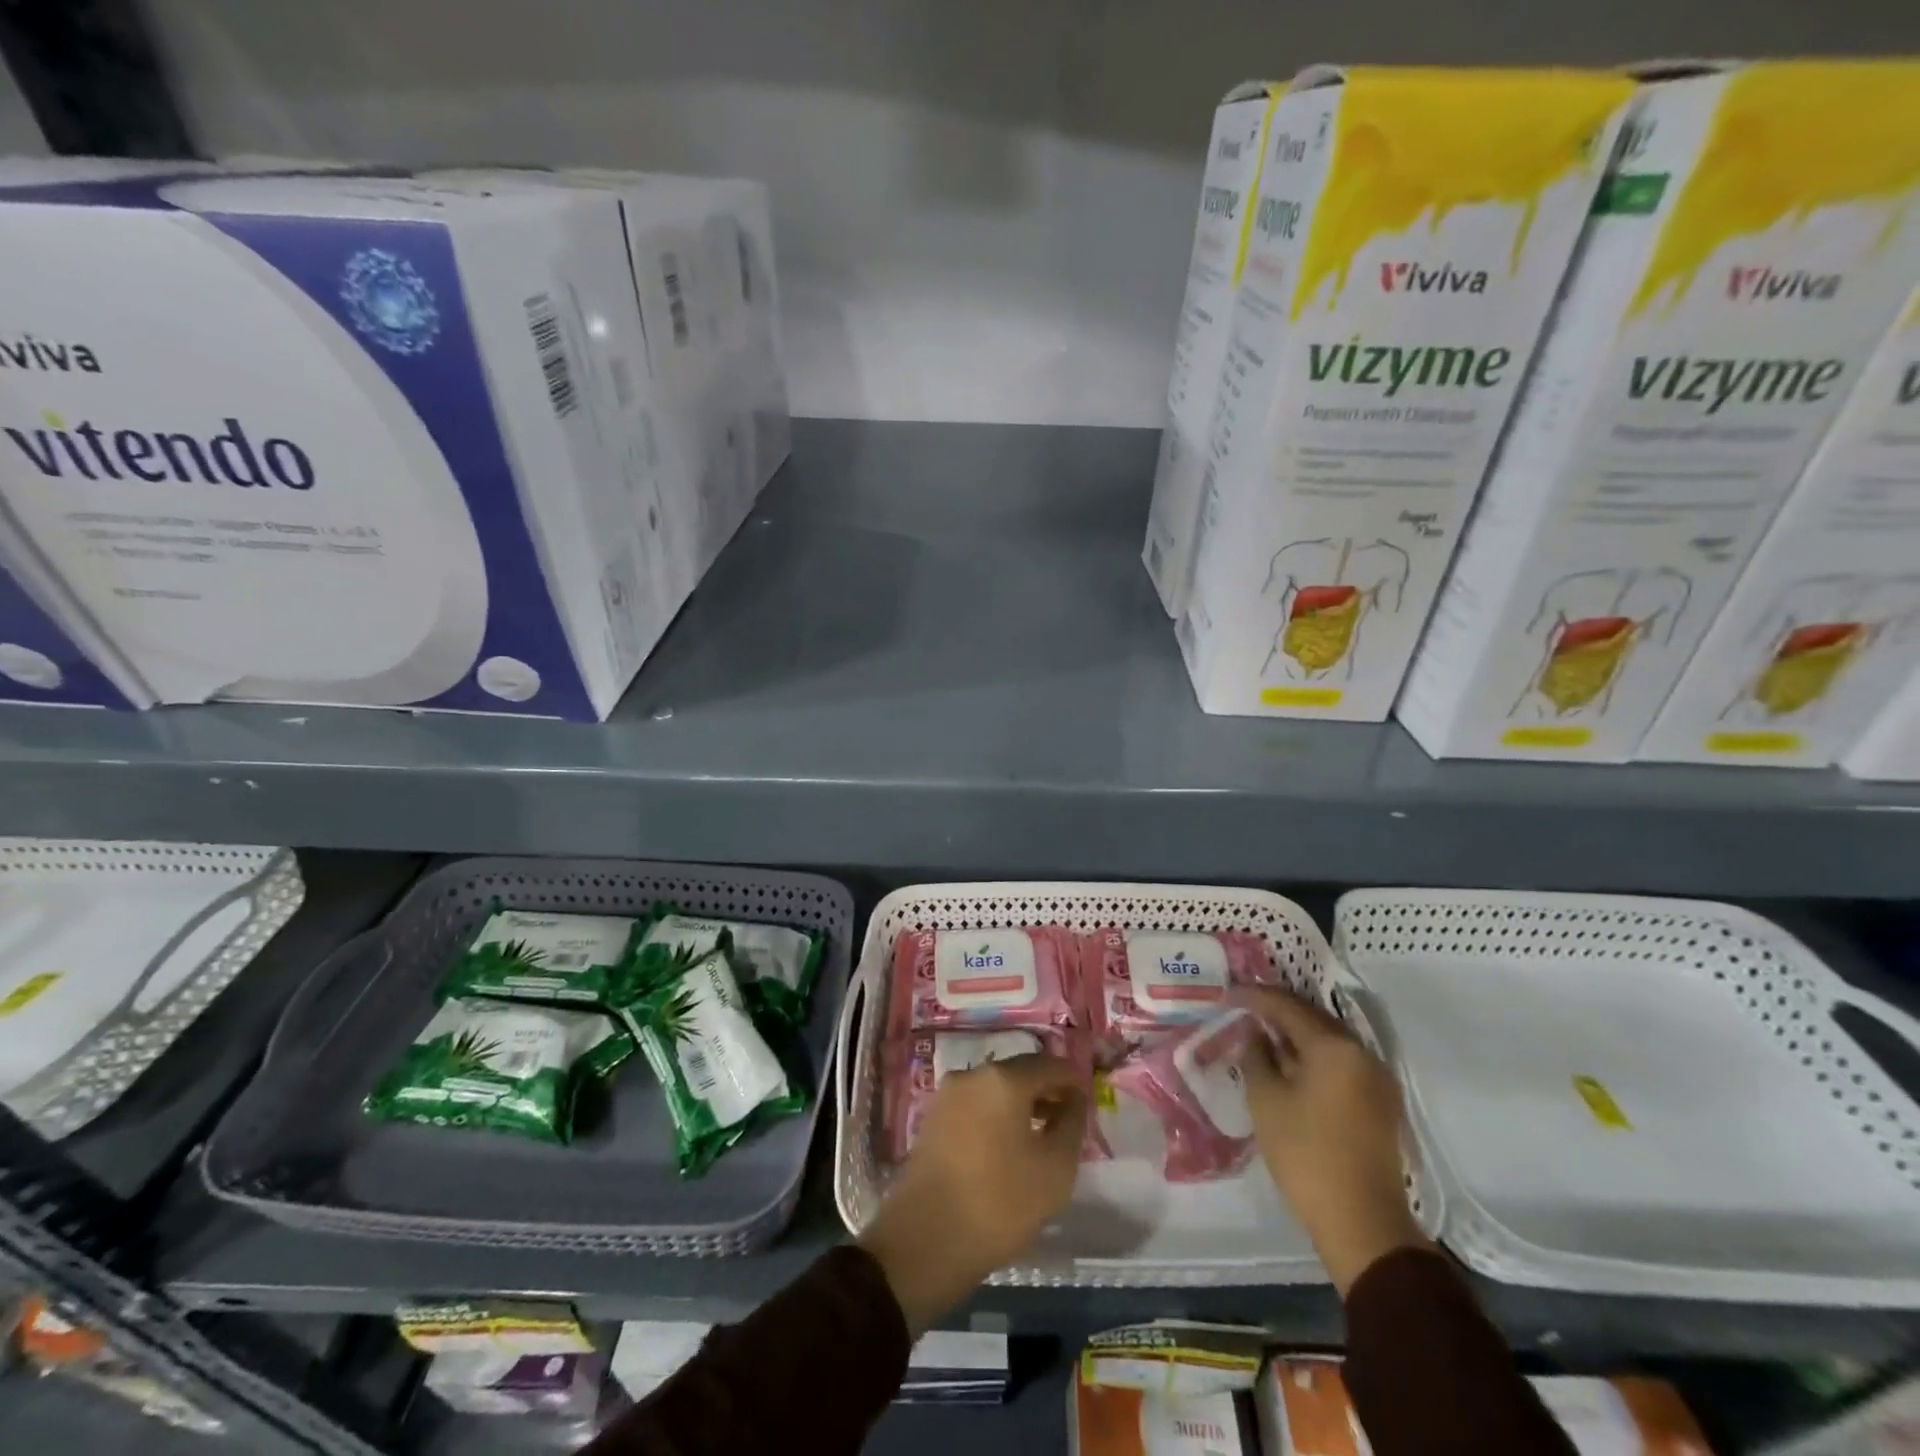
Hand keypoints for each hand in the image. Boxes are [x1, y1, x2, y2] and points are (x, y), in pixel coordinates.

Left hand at [858, 1053, 1085, 1332]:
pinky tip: (1008, 1147)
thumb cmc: (1000, 1202)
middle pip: (1020, 1072)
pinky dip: (996, 1116)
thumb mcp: (1055, 1169)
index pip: (1049, 1065)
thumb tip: (1072, 1100)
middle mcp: (972, 1074)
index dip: (1072, 1080)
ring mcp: (947, 1095)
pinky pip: (975, 1106)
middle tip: (1067, 1118)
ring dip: (1021, 1104)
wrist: (925, 1240)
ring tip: (1041, 1135)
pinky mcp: (933, 1119)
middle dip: (1046, 1090)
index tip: (1087, 1101)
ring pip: (995, 1089)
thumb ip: (1071, 1125)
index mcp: (1004, 1078)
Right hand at [1235, 987, 1428, 1295]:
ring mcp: (1377, 1078)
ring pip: (1329, 1040)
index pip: (1288, 1006)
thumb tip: (1255, 1033)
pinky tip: (1291, 1063)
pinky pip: (1342, 1061)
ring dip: (1297, 1032)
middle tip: (1244, 1008)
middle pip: (1313, 1018)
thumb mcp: (1266, 1100)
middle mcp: (1362, 1053)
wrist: (1362, 1223)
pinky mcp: (1381, 1102)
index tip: (1227, 993)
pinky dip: (1314, 1054)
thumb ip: (1256, 1056)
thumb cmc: (1306, 1154)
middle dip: (1277, 1010)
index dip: (1255, 996)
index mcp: (1334, 1047)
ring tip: (1264, 1032)